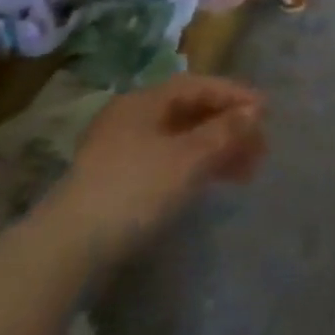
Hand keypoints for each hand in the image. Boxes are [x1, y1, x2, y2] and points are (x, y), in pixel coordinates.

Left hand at [49, 74, 267, 256]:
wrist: (68, 249)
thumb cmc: (134, 190)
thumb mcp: (189, 158)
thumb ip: (225, 131)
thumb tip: (254, 111)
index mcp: (145, 101)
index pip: (199, 85)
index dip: (235, 95)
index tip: (267, 110)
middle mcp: (132, 118)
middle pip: (191, 112)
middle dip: (229, 126)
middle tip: (260, 146)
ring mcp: (122, 150)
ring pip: (181, 139)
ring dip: (217, 149)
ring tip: (246, 171)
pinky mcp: (119, 181)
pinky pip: (169, 161)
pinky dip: (196, 167)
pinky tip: (212, 183)